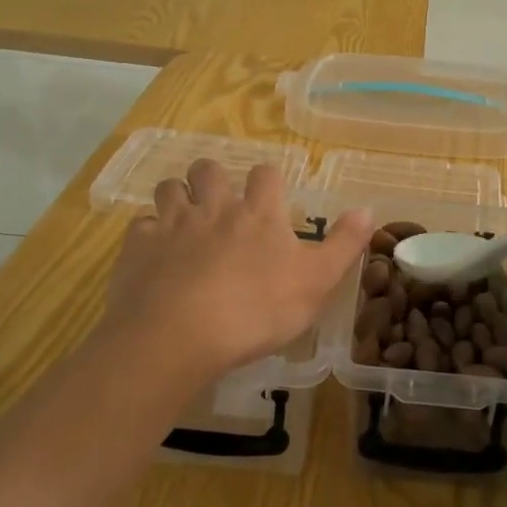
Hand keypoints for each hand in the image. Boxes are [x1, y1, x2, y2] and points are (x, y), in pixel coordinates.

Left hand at [104, 159, 371, 389]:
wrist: (178, 335)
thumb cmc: (257, 311)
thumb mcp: (317, 283)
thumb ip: (343, 245)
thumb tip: (368, 209)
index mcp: (259, 214)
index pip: (265, 175)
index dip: (267, 180)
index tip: (269, 195)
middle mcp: (214, 208)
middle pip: (209, 170)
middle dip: (213, 177)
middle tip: (219, 201)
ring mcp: (172, 225)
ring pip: (169, 189)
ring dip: (177, 196)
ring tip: (184, 219)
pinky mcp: (137, 247)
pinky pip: (140, 225)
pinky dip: (148, 233)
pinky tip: (154, 253)